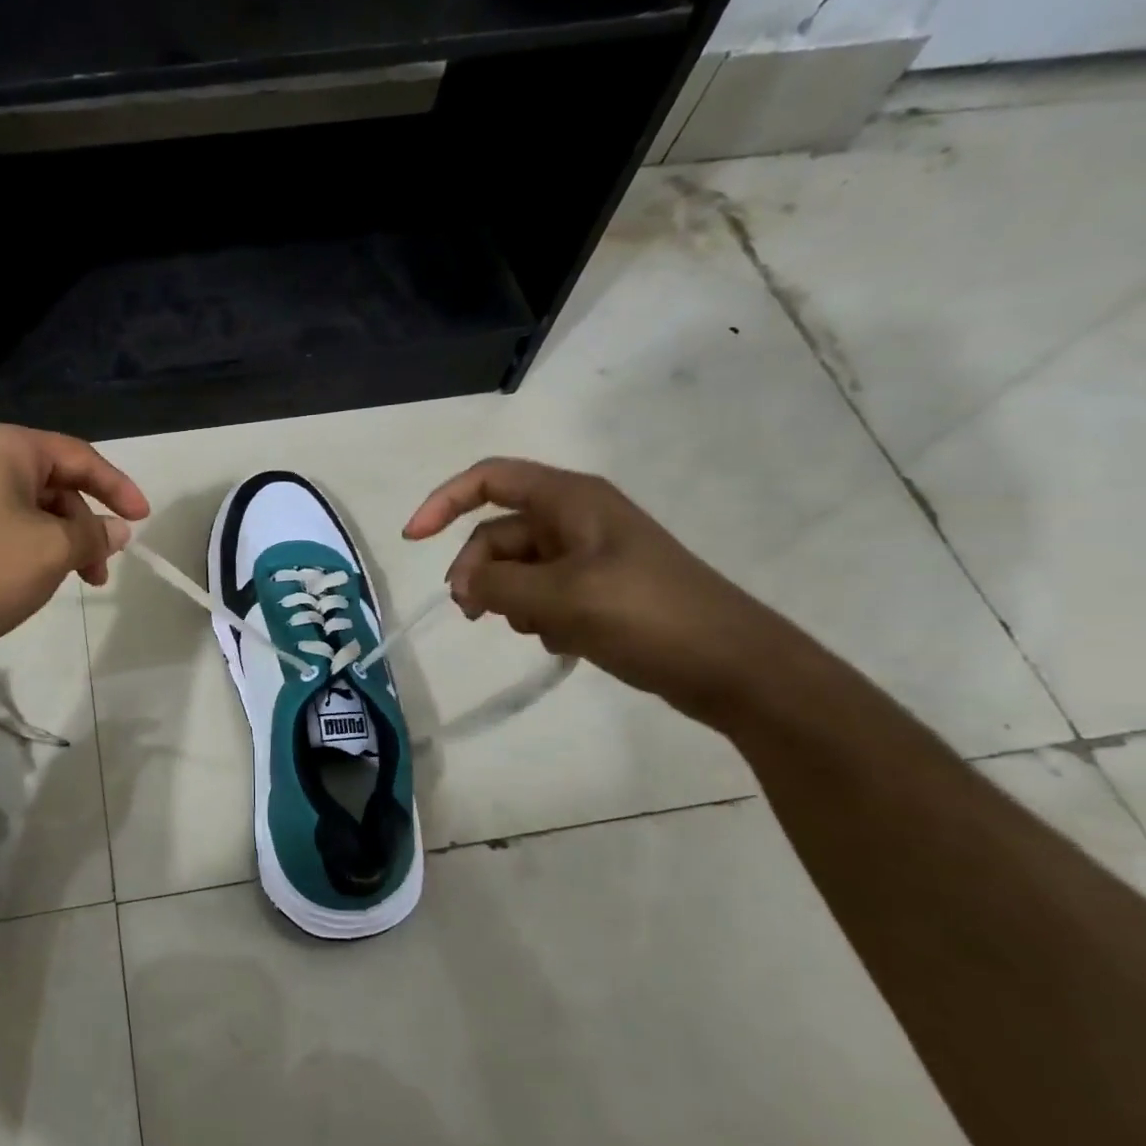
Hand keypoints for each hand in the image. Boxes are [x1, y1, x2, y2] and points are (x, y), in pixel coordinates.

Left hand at [0, 423, 148, 660]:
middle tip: (100, 570)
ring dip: (55, 542)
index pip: (79, 456)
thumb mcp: (49, 551)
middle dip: (83, 525)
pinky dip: (23, 550)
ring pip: (23, 510)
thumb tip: (116, 528)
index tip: (143, 521)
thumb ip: (92, 535)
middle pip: (51, 484)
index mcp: (7, 447)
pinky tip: (24, 583)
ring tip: (67, 582)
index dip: (118, 488)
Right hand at [404, 458, 805, 725]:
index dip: (444, 501)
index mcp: (570, 500)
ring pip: (518, 569)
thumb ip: (497, 585)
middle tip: (472, 614)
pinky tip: (561, 642)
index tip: (413, 540)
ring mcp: (588, 556)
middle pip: (498, 533)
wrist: (732, 666)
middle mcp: (575, 519)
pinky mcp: (598, 590)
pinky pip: (543, 594)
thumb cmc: (647, 616)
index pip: (490, 480)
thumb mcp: (560, 597)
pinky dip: (537, 616)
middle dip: (478, 571)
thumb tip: (463, 585)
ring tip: (535, 630)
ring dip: (509, 599)